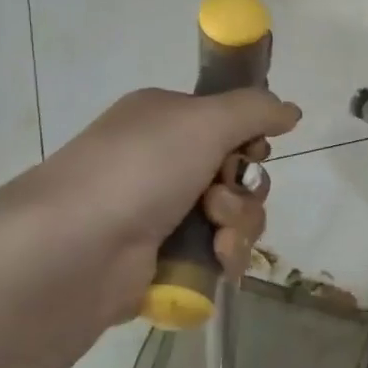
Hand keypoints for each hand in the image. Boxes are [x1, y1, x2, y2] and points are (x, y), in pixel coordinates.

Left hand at [15, 87, 301, 322]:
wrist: (76, 250)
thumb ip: (256, 109)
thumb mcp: (204, 120)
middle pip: (240, 172)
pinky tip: (216, 259)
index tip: (252, 151)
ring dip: (238, 223)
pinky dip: (227, 254)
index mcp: (166, 120)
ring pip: (236, 214)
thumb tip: (291, 110)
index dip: (250, 140)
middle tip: (218, 197)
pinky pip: (220, 250)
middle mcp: (164, 162)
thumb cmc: (140, 170)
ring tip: (215, 234)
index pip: (229, 123)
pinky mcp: (167, 257)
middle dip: (244, 188)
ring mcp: (163, 212)